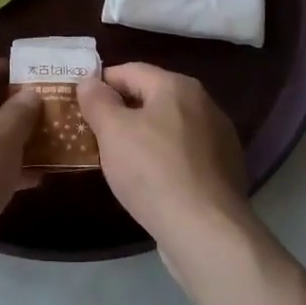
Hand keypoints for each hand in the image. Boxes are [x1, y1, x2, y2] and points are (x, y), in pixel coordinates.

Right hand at [76, 64, 251, 257]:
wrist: (207, 233)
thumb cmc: (153, 172)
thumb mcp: (112, 132)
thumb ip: (97, 101)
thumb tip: (90, 81)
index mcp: (177, 86)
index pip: (130, 71)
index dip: (101, 84)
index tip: (80, 104)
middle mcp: (204, 104)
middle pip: (152, 97)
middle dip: (122, 112)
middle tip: (94, 133)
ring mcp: (220, 139)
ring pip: (169, 128)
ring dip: (144, 137)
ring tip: (119, 160)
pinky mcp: (225, 171)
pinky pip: (185, 154)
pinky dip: (164, 160)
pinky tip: (150, 182)